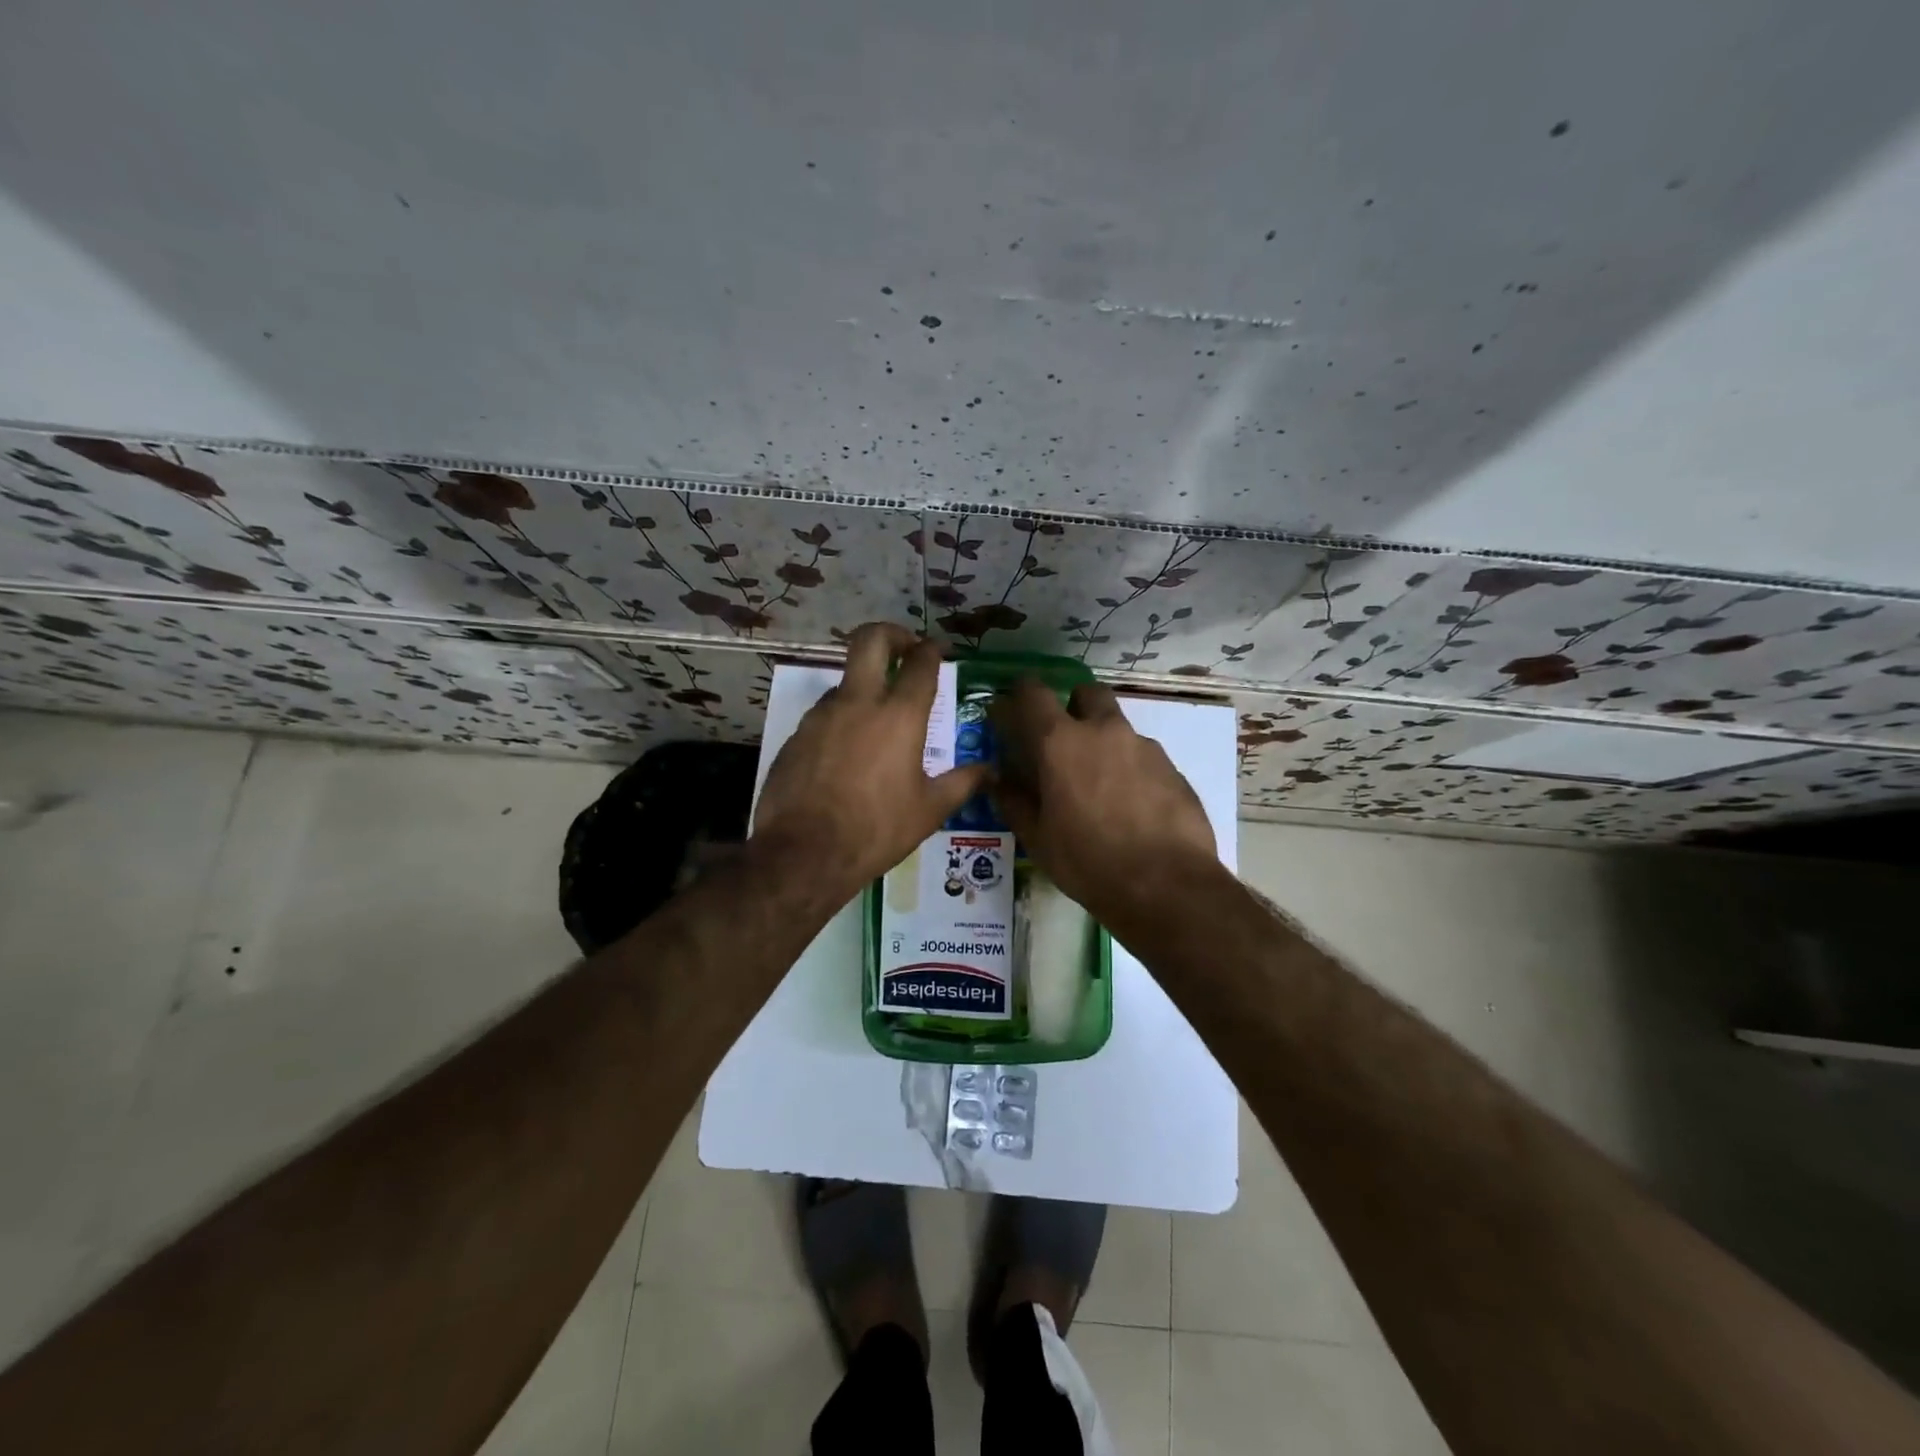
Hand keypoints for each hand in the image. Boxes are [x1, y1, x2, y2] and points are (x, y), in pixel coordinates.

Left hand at [753, 623, 985, 901]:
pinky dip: (841, 720)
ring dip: (865, 686)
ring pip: (845, 681)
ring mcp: (822, 716)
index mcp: (900, 716)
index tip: (936, 651)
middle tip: (904, 648)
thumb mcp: (929, 810)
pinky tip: (847, 754)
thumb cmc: (877, 830)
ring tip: (877, 721)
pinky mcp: (796, 734)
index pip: (920, 664)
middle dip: (891, 633)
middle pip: (870, 640)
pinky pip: (824, 715)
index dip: (931, 651)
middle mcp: (859, 703)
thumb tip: (991, 771)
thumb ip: (963, 783)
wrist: (804, 854)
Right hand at [989, 679, 1216, 923]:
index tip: (1011, 708)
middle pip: (1087, 693)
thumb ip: (1014, 802)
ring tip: (1100, 786)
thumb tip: (997, 780)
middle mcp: (1104, 732)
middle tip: (1064, 740)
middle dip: (1073, 705)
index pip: (1033, 693)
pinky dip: (1131, 770)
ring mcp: (1144, 748)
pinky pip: (1143, 757)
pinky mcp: (1173, 769)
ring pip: (1118, 727)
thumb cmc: (1088, 862)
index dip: (1019, 694)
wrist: (1166, 886)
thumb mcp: (1038, 839)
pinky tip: (1131, 808)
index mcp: (1061, 743)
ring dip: (1104, 742)